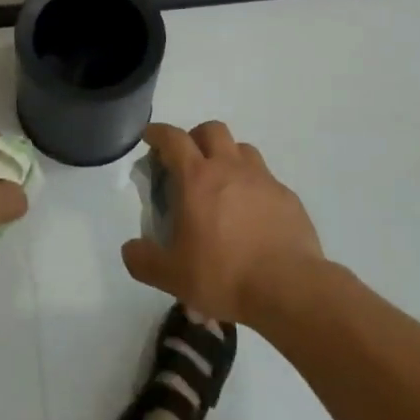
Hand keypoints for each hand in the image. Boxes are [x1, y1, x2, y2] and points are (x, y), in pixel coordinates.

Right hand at [121, 120, 323, 325]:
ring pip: (242, 149)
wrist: (289, 288)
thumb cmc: (224, 275)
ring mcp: (263, 180)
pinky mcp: (287, 197)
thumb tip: (130, 249)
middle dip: (196, 137)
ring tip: (222, 183)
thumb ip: (144, 260)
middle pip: (212, 130)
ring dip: (228, 156)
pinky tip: (252, 214)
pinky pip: (266, 179)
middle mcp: (230, 168)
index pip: (173, 139)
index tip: (151, 137)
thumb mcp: (172, 276)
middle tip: (188, 160)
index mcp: (197, 178)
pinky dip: (254, 186)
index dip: (159, 133)